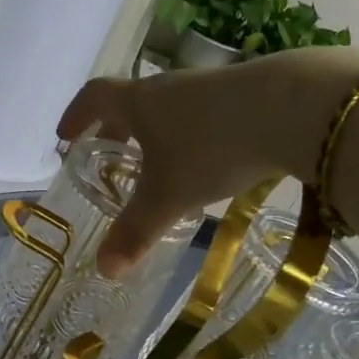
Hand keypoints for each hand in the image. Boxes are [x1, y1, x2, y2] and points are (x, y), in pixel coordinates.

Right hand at [57, 47, 358, 274]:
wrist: (293, 108)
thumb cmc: (212, 148)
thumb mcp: (169, 197)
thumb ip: (136, 233)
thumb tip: (105, 271)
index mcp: (141, 103)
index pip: (95, 97)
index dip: (77, 116)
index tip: (65, 136)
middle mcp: (170, 88)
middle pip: (132, 101)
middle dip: (116, 129)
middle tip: (110, 154)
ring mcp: (210, 87)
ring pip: (171, 108)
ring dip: (157, 132)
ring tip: (159, 164)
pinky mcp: (247, 94)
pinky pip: (204, 114)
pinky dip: (193, 135)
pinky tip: (208, 161)